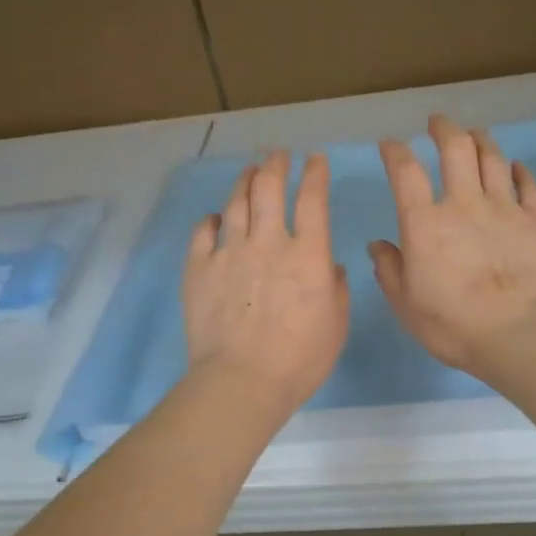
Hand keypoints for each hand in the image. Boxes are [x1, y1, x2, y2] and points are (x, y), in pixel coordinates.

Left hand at [183, 149, 349, 422]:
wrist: (241, 380)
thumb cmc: (299, 360)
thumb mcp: (336, 326)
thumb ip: (336, 289)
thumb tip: (331, 267)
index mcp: (308, 254)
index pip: (313, 199)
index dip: (315, 173)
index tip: (315, 159)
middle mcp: (268, 242)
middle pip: (269, 189)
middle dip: (276, 165)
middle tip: (278, 155)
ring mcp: (229, 252)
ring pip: (236, 203)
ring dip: (244, 181)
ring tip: (249, 171)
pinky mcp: (199, 268)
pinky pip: (203, 231)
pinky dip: (212, 219)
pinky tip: (216, 218)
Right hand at [370, 115, 535, 375]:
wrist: (516, 334)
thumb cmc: (452, 324)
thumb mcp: (405, 304)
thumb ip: (389, 270)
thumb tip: (378, 245)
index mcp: (425, 223)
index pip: (405, 172)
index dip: (395, 152)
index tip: (390, 144)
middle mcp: (464, 203)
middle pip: (455, 148)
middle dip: (444, 128)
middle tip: (438, 123)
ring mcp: (505, 208)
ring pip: (493, 158)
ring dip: (481, 140)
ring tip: (474, 133)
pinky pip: (529, 184)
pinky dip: (520, 171)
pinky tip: (516, 166)